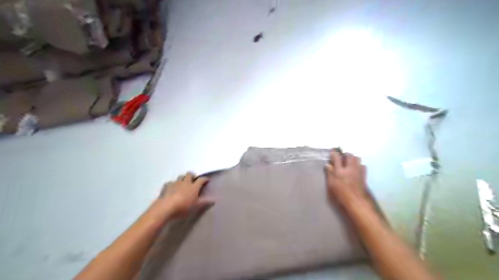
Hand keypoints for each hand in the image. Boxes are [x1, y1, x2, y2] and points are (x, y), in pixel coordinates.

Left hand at [159, 173, 213, 218]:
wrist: (165, 208)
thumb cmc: (183, 207)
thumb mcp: (196, 206)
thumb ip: (205, 202)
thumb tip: (214, 199)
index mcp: (194, 186)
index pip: (201, 180)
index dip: (205, 179)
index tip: (207, 180)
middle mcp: (185, 182)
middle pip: (189, 174)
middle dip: (192, 175)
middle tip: (193, 180)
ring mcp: (175, 183)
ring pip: (180, 176)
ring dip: (183, 178)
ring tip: (183, 183)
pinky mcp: (166, 186)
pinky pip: (171, 182)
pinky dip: (172, 184)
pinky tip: (172, 188)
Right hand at [326, 150, 367, 205]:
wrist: (356, 201)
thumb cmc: (340, 194)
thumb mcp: (331, 185)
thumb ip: (329, 173)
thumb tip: (328, 165)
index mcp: (340, 171)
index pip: (337, 157)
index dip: (334, 153)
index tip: (332, 152)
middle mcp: (350, 168)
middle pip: (349, 155)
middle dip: (344, 154)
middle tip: (341, 157)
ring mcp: (358, 171)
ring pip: (357, 158)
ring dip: (352, 158)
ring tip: (348, 162)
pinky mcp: (363, 175)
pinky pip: (363, 165)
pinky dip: (359, 165)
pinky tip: (355, 169)